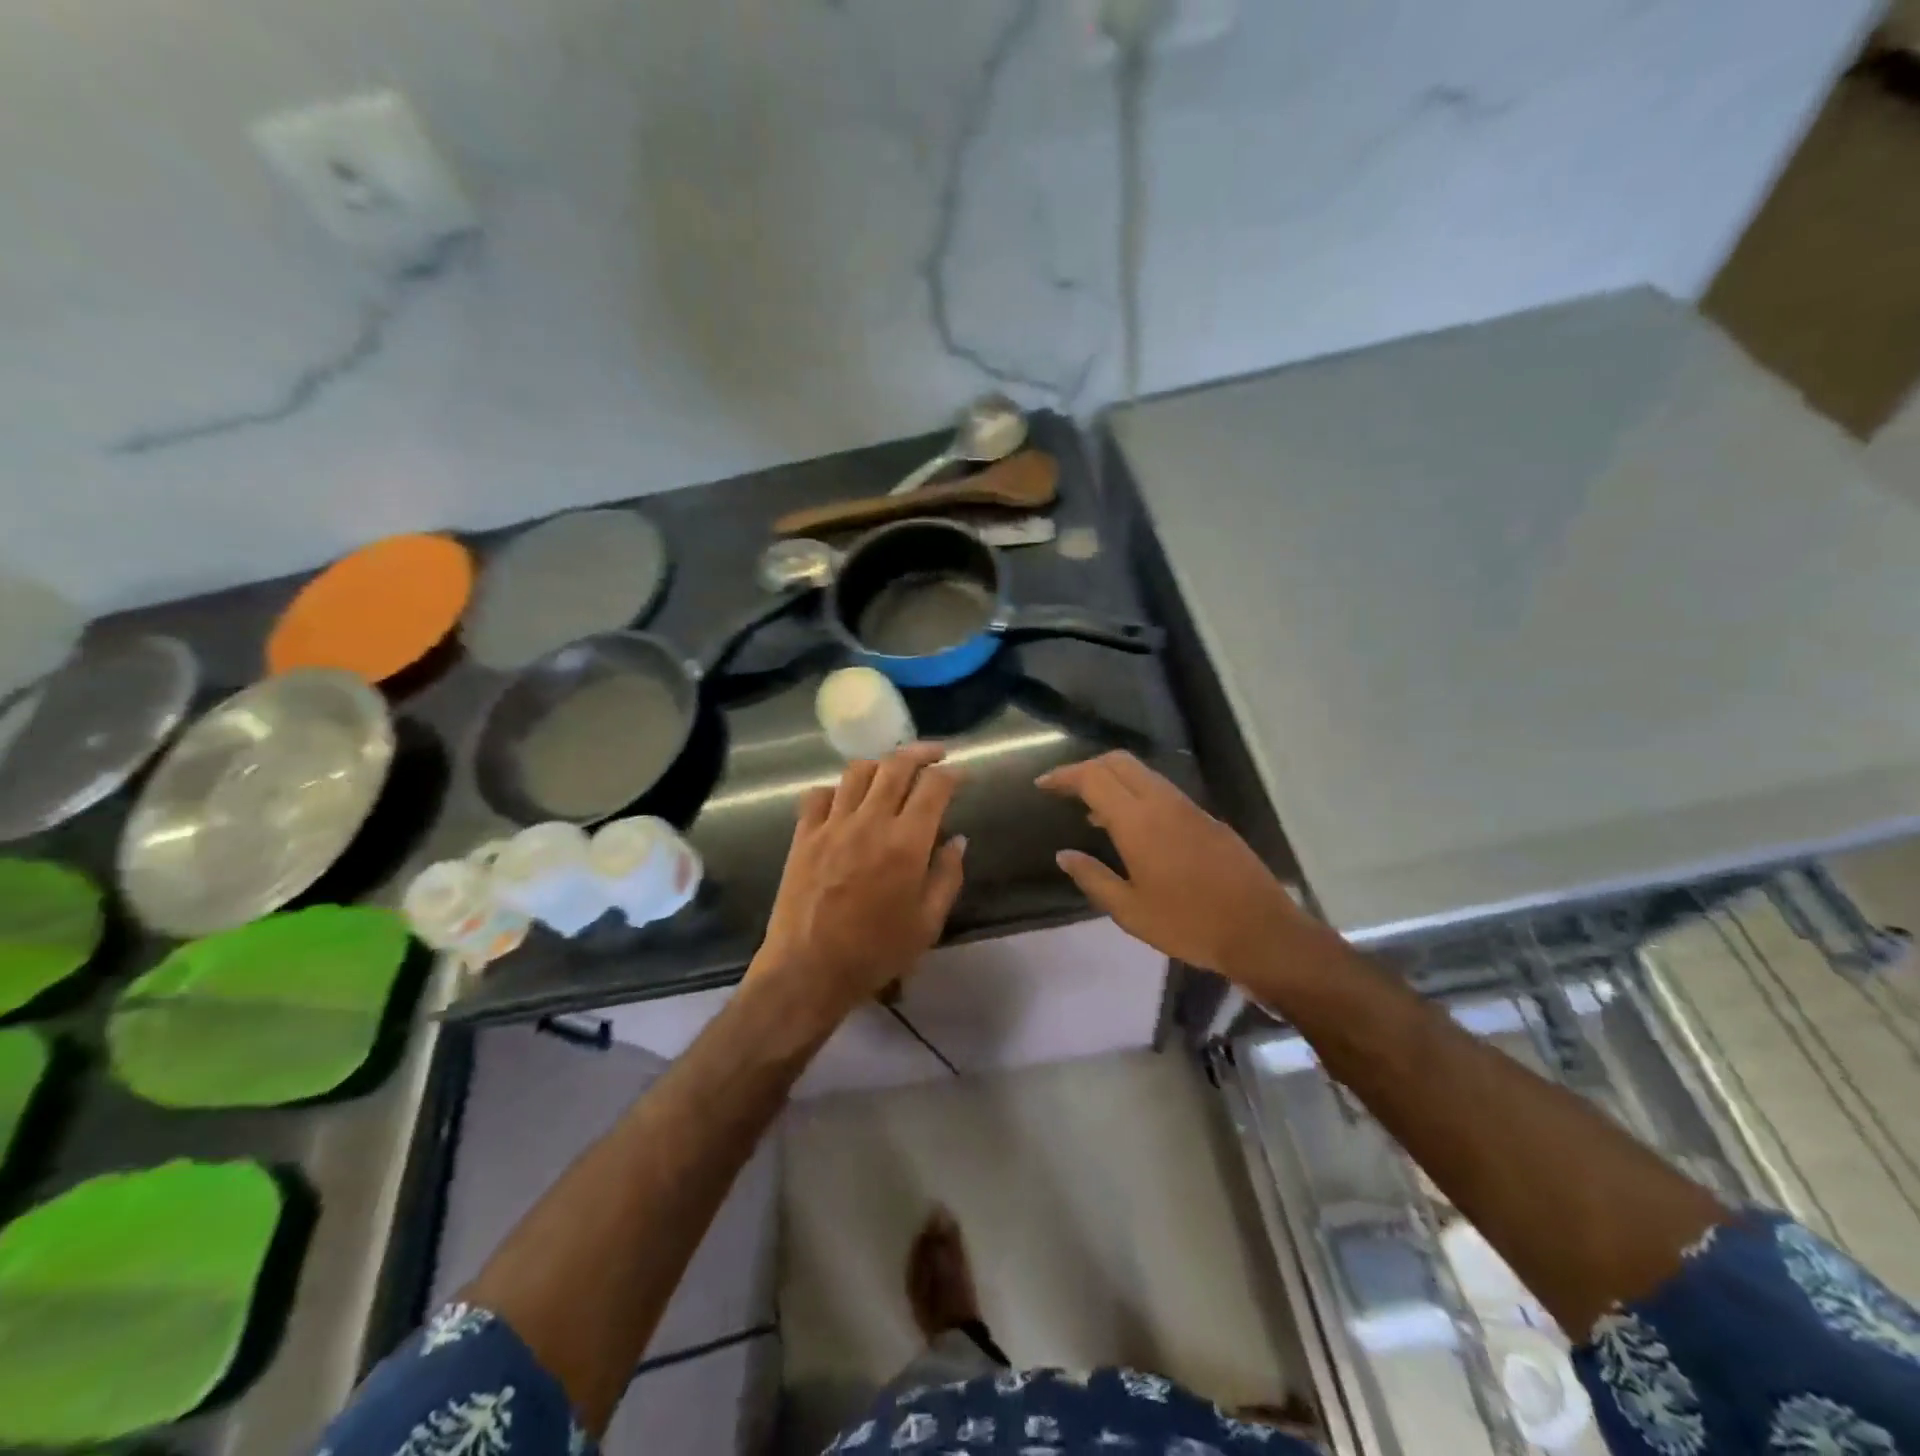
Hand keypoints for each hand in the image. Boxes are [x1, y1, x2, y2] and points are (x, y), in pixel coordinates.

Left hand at [750, 743, 965, 1029]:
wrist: (807, 970)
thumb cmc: (875, 953)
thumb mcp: (927, 923)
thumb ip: (947, 876)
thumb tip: (958, 840)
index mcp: (906, 842)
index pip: (934, 787)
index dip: (953, 774)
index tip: (962, 774)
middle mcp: (870, 821)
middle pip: (896, 766)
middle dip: (921, 752)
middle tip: (936, 753)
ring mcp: (832, 825)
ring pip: (857, 771)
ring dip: (881, 764)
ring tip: (892, 771)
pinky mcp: (804, 835)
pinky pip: (819, 794)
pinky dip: (837, 789)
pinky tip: (846, 800)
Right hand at [1036, 751, 1301, 976]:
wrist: (1260, 932)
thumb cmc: (1188, 925)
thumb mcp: (1130, 911)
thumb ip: (1093, 878)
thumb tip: (1064, 855)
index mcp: (1139, 822)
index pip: (1093, 778)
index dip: (1064, 776)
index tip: (1043, 784)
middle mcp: (1163, 803)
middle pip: (1119, 762)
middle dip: (1088, 767)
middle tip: (1066, 789)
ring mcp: (1189, 808)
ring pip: (1144, 774)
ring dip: (1114, 780)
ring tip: (1092, 810)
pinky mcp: (1207, 819)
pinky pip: (1163, 791)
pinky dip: (1138, 794)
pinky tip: (1133, 827)